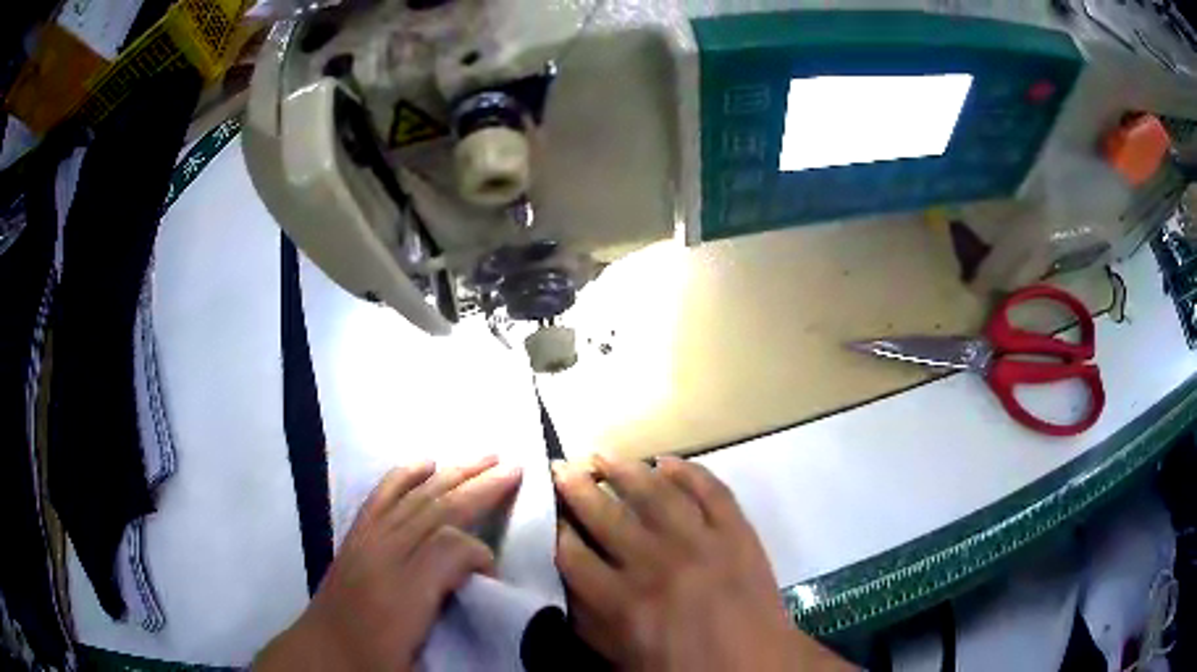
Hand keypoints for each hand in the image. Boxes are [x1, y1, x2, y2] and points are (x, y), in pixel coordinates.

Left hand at [255, 456, 522, 671]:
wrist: (321, 652)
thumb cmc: (373, 662)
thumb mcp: (420, 662)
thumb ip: (453, 622)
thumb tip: (478, 589)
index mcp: (402, 594)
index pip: (449, 549)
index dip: (480, 552)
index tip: (492, 573)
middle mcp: (384, 556)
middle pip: (436, 509)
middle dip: (478, 486)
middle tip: (514, 467)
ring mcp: (367, 540)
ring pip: (414, 496)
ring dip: (452, 473)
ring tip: (485, 456)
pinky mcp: (355, 536)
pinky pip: (381, 496)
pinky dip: (405, 475)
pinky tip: (425, 462)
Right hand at [553, 455, 854, 671]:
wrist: (754, 664)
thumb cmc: (682, 667)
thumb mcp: (619, 656)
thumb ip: (587, 618)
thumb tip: (565, 578)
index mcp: (621, 601)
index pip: (571, 553)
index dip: (553, 527)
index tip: (546, 510)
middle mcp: (654, 563)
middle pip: (604, 513)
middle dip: (576, 486)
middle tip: (561, 466)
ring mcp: (700, 542)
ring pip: (654, 491)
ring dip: (624, 468)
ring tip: (602, 454)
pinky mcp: (737, 531)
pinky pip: (710, 489)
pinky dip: (687, 470)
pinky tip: (666, 462)